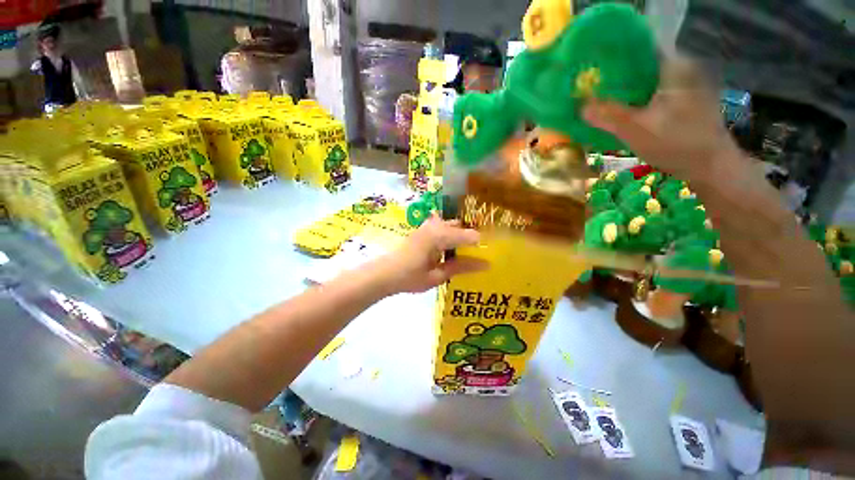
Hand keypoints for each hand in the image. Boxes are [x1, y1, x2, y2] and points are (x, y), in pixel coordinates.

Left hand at [376, 214, 487, 293]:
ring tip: (465, 252)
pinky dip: (450, 235)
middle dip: (470, 238)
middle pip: (460, 227)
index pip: (468, 235)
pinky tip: (450, 249)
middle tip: (479, 253)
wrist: (385, 273)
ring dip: (459, 236)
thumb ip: (461, 267)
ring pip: (451, 225)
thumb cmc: (410, 277)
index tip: (491, 253)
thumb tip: (486, 264)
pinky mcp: (423, 229)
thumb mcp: (437, 276)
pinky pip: (442, 227)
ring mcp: (427, 226)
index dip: (481, 243)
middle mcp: (435, 226)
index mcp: (439, 236)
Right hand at [583, 58, 740, 183]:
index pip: (640, 50)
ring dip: (626, 90)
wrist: (711, 165)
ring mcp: (686, 85)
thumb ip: (608, 116)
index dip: (615, 59)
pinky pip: (654, 92)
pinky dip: (638, 99)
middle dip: (617, 77)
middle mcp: (683, 69)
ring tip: (602, 99)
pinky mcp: (685, 100)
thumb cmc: (677, 144)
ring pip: (648, 81)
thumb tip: (580, 106)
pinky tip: (623, 110)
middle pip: (642, 66)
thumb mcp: (637, 130)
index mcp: (675, 67)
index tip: (593, 72)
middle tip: (592, 89)